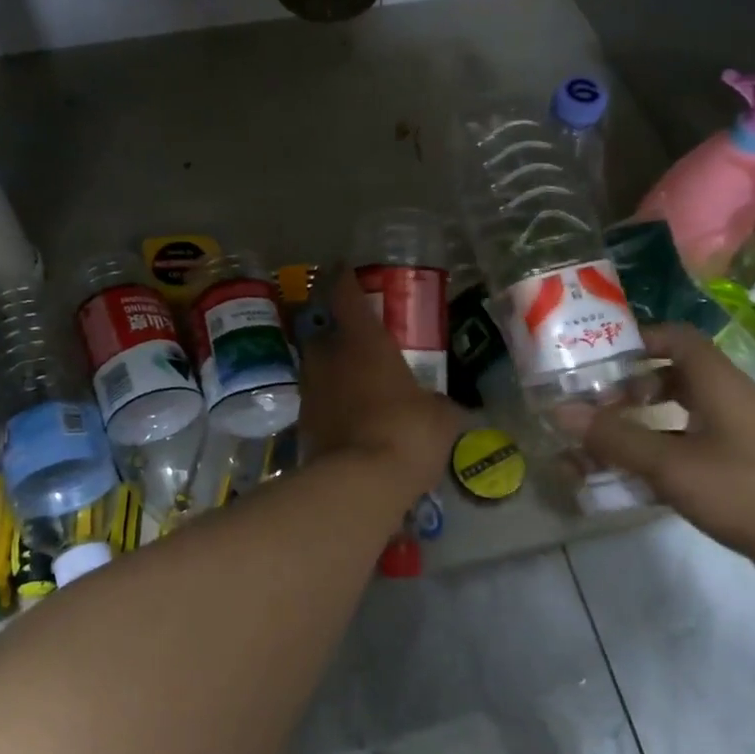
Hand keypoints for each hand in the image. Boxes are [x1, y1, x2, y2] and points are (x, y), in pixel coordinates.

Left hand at [295, 268, 459, 502]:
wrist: (359, 483)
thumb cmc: (406, 431)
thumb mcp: (441, 417)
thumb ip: (442, 406)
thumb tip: (451, 408)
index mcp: (363, 341)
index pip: (345, 295)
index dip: (344, 279)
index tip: (344, 270)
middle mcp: (329, 358)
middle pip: (322, 333)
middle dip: (335, 332)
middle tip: (356, 338)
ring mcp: (312, 391)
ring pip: (317, 368)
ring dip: (331, 369)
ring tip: (354, 381)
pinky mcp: (303, 425)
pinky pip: (318, 403)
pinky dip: (331, 404)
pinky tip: (350, 417)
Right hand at [556, 325, 754, 616]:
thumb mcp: (677, 466)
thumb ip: (618, 439)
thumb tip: (561, 410)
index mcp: (718, 384)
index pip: (675, 338)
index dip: (635, 339)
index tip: (593, 357)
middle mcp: (729, 404)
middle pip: (671, 379)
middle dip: (627, 390)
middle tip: (587, 408)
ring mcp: (740, 442)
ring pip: (678, 422)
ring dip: (638, 431)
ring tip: (596, 449)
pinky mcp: (745, 478)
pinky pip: (691, 456)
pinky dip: (659, 462)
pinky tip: (632, 485)